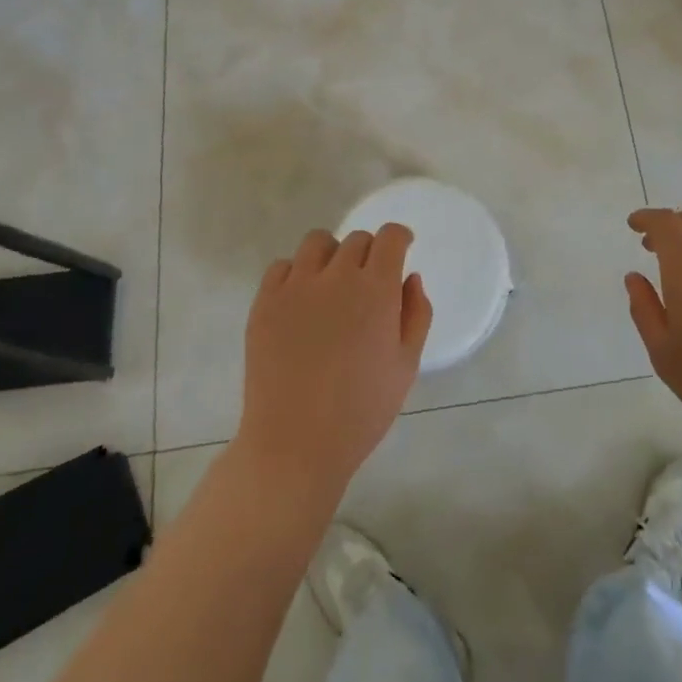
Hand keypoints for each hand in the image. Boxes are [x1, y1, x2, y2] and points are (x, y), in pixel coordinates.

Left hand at [237, 226, 432, 503]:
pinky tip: (301, 301)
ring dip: (332, 255)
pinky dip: (296, 274)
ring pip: (317, 243)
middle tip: (368, 284)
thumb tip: (410, 277)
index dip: (398, 237)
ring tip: (332, 284)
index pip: (389, 237)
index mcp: (376, 289)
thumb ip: (416, 314)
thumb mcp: (406, 366)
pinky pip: (282, 267)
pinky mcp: (265, 302)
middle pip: (357, 240)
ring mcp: (296, 286)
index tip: (402, 247)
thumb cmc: (361, 410)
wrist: (295, 444)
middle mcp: (337, 276)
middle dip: (369, 253)